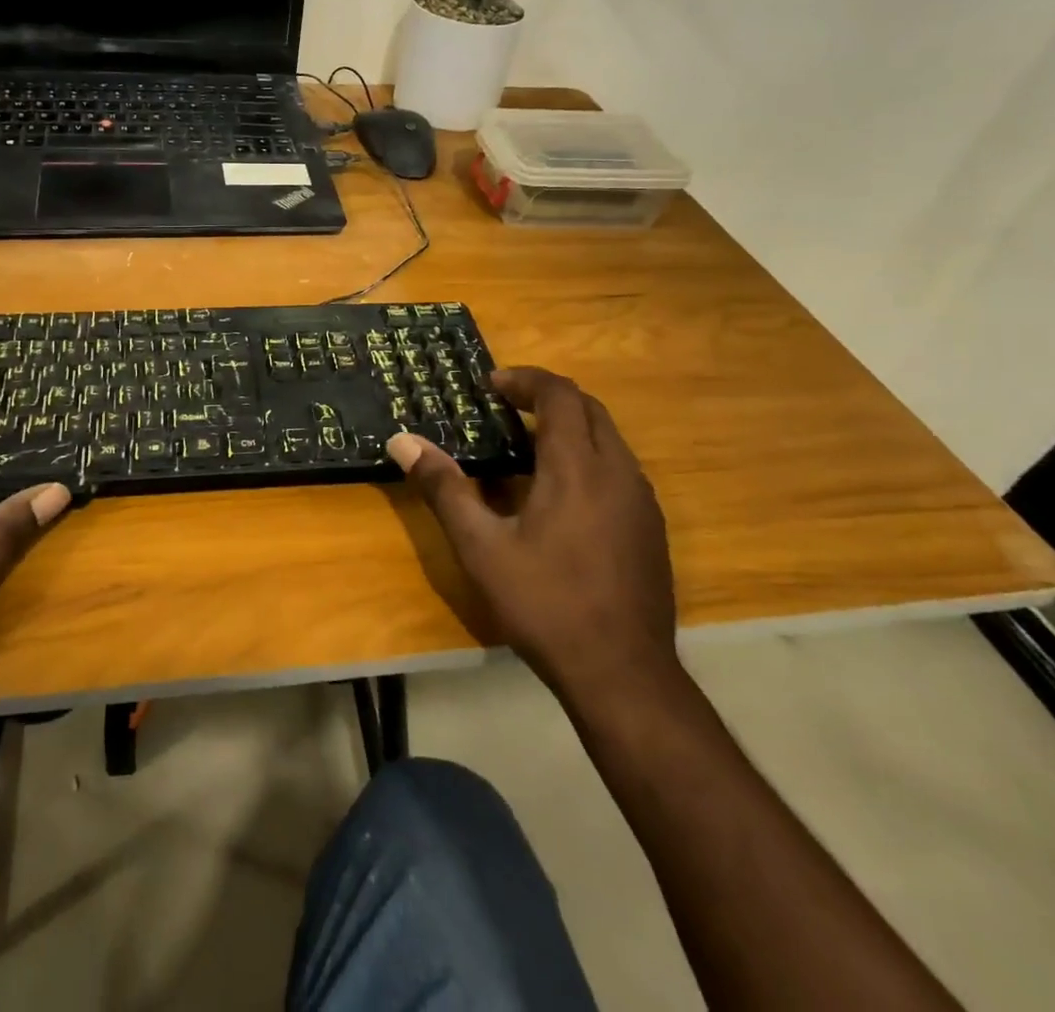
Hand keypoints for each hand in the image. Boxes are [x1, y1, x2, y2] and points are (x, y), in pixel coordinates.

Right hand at [387, 367, 675, 702]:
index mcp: (577, 468)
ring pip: (609, 439)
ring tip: (526, 447)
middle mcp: (618, 472)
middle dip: (547, 398)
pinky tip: (559, 496)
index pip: (560, 395)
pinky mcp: (651, 528)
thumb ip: (444, 489)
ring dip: (569, 427)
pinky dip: (587, 457)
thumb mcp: (481, 547)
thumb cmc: (546, 603)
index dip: (525, 380)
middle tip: (505, 407)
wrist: (623, 674)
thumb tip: (403, 442)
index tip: (491, 385)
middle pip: (589, 409)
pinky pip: (619, 469)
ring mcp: (642, 501)